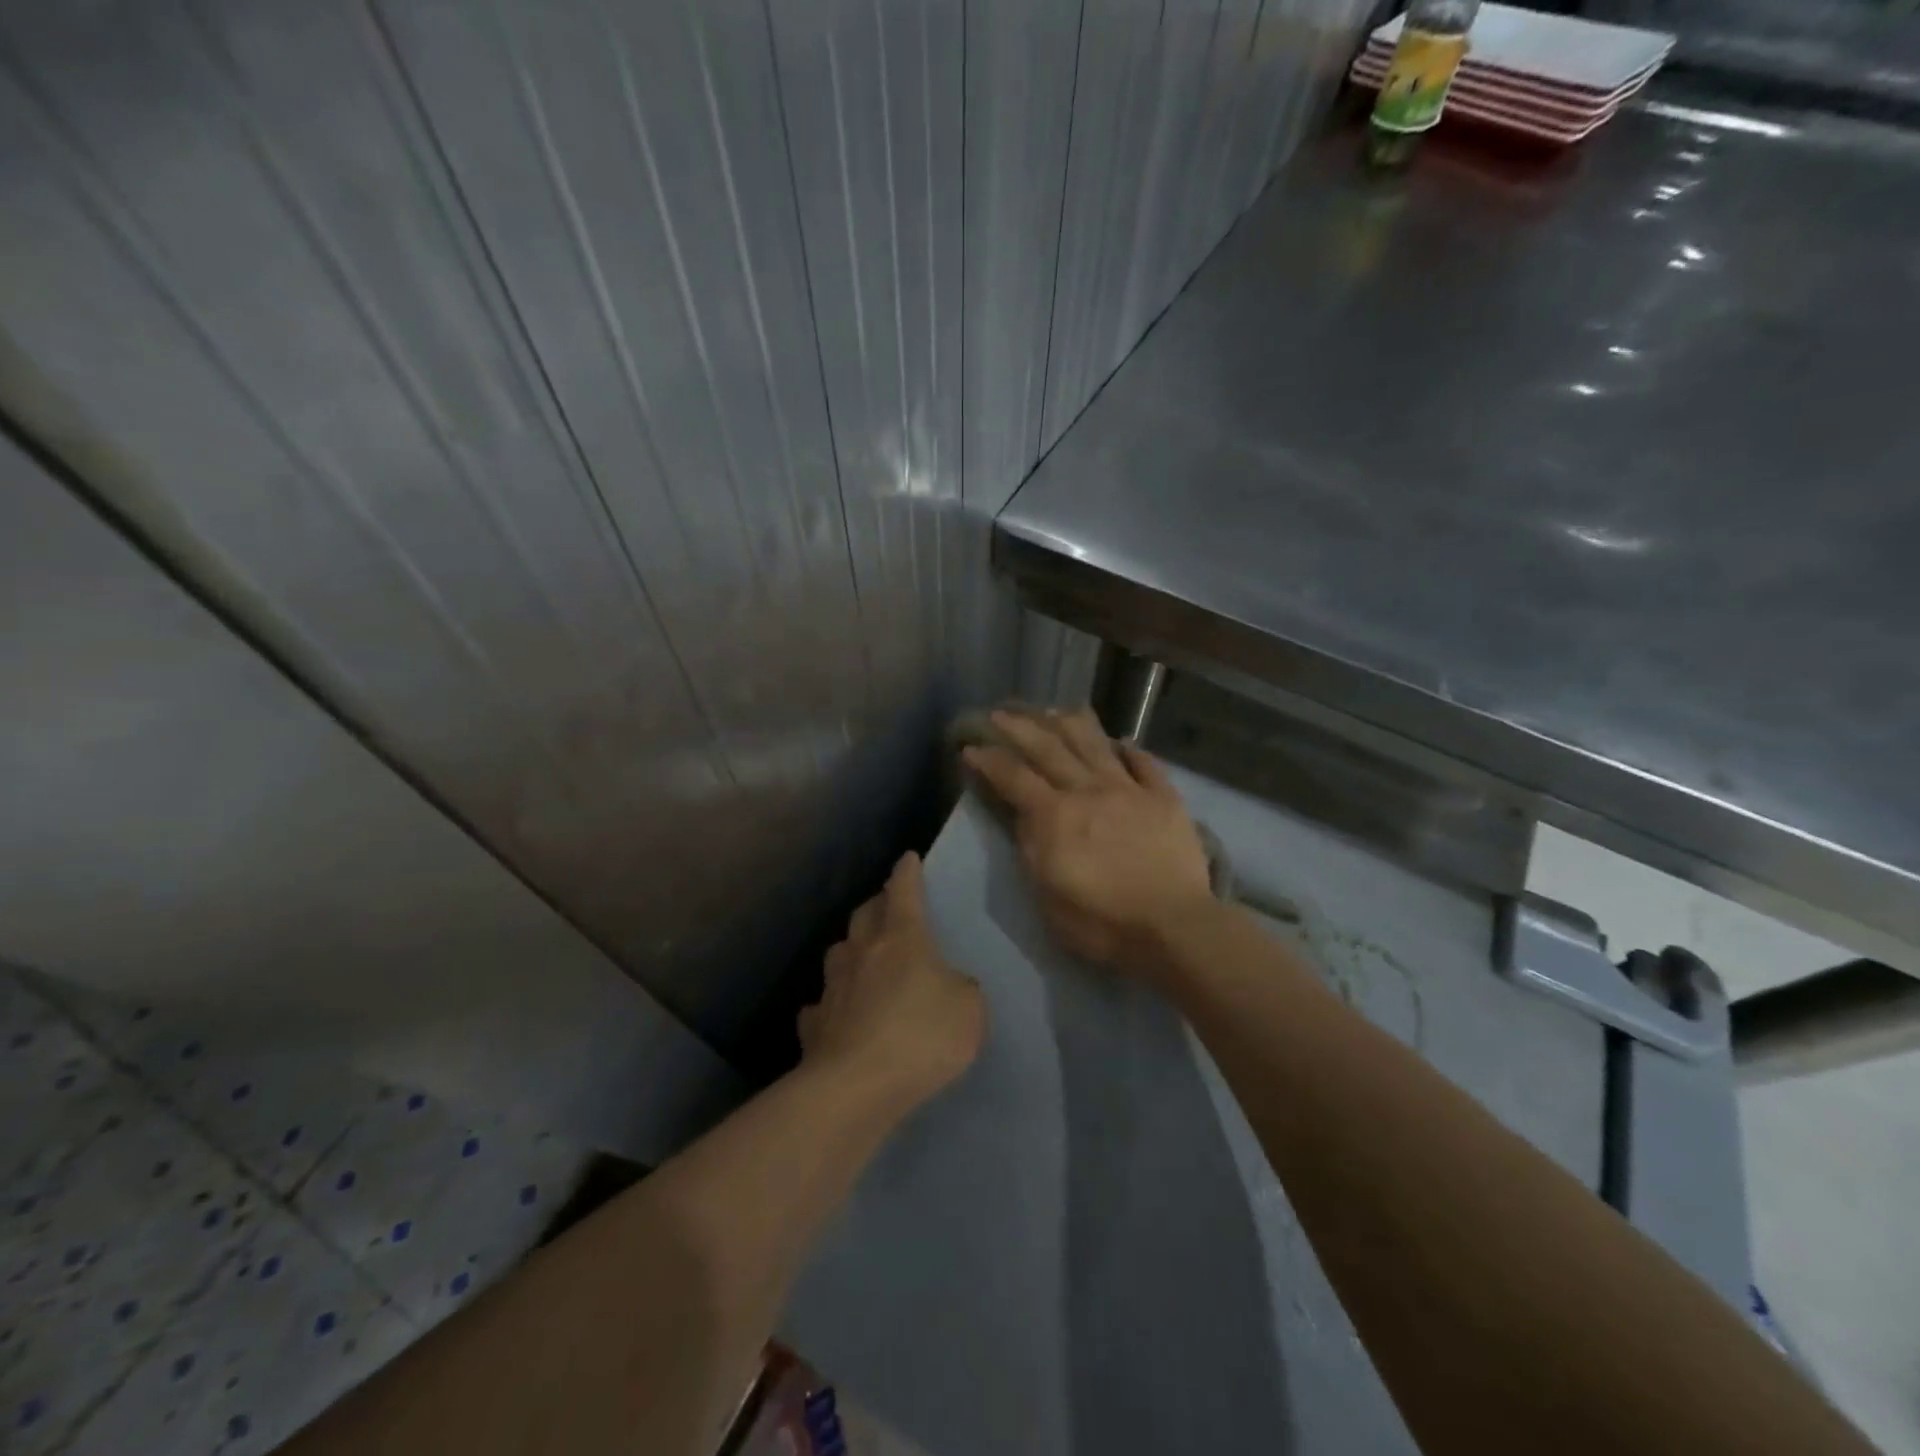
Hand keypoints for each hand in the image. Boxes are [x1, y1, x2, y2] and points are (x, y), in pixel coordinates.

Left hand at [800, 852, 985, 1109]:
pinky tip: (837, 1013)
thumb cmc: (921, 1036)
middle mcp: (863, 952)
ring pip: (839, 952)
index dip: (907, 873)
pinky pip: (822, 1004)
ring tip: (862, 956)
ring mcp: (833, 987)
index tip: (907, 858)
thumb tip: (948, 985)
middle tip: (888, 906)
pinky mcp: (815, 1024)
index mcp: (902, 938)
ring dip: (852, 948)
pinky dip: (831, 1002)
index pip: (905, 892)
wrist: (856, 1086)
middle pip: (865, 914)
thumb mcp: (969, 1010)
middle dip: (877, 904)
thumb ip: (961, 989)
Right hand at [962, 707, 1215, 972]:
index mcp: (1054, 816)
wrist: (1173, 927)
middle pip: (1049, 748)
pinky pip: (1144, 763)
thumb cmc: (1102, 923)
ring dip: (1070, 723)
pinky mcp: (1163, 798)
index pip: (1013, 777)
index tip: (971, 746)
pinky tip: (1121, 741)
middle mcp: (1088, 791)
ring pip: (1095, 744)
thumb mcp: (1047, 897)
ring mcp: (1129, 790)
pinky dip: (1130, 749)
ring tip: (1054, 711)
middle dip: (1020, 727)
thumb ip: (1031, 850)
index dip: (989, 759)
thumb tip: (1023, 816)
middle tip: (1002, 713)